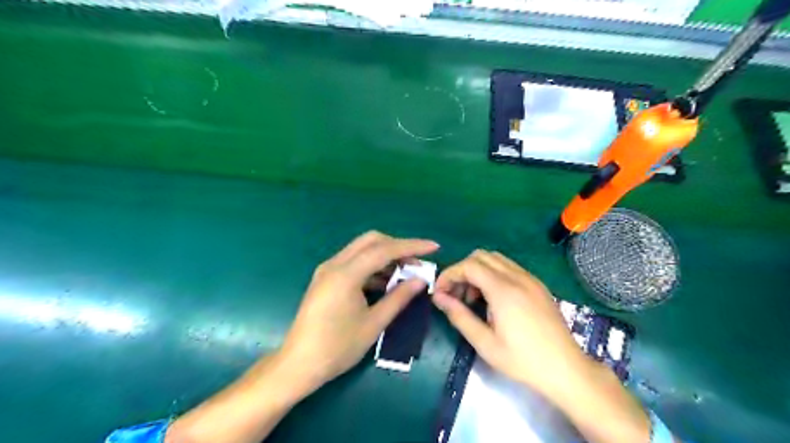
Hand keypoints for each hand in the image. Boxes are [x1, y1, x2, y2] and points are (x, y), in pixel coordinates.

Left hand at [276, 231, 437, 393]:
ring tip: (406, 273)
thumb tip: (420, 280)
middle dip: (397, 246)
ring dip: (385, 256)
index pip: (384, 249)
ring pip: (362, 249)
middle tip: (417, 262)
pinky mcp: (325, 278)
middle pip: (371, 241)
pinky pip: (354, 262)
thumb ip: (398, 298)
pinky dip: (372, 266)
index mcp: (346, 274)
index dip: (411, 246)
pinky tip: (385, 282)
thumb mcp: (374, 324)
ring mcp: (328, 270)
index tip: (433, 247)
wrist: (298, 364)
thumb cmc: (337, 347)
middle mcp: (335, 264)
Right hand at [434, 252, 588, 395]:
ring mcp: (530, 279)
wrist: (566, 369)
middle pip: (481, 256)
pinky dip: (493, 274)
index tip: (440, 292)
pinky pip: (509, 267)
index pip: (468, 265)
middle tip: (456, 295)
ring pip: (495, 259)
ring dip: (478, 271)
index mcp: (503, 290)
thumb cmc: (523, 360)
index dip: (449, 274)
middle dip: (462, 271)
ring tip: (473, 298)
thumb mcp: (485, 343)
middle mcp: (517, 277)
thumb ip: (459, 316)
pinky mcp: (537, 285)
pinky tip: (493, 299)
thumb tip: (438, 297)